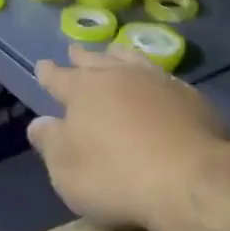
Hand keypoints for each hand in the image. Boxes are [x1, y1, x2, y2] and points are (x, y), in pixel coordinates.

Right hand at [27, 46, 229, 230]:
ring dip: (119, 56)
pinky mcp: (191, 97)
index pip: (59, 78)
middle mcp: (120, 77)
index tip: (42, 66)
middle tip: (75, 51)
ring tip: (114, 52)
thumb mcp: (66, 170)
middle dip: (83, 58)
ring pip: (132, 60)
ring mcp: (159, 83)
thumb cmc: (115, 176)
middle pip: (97, 62)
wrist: (190, 179)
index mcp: (84, 90)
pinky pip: (163, 76)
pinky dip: (152, 75)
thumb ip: (51, 143)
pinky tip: (156, 81)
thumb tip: (38, 123)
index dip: (49, 73)